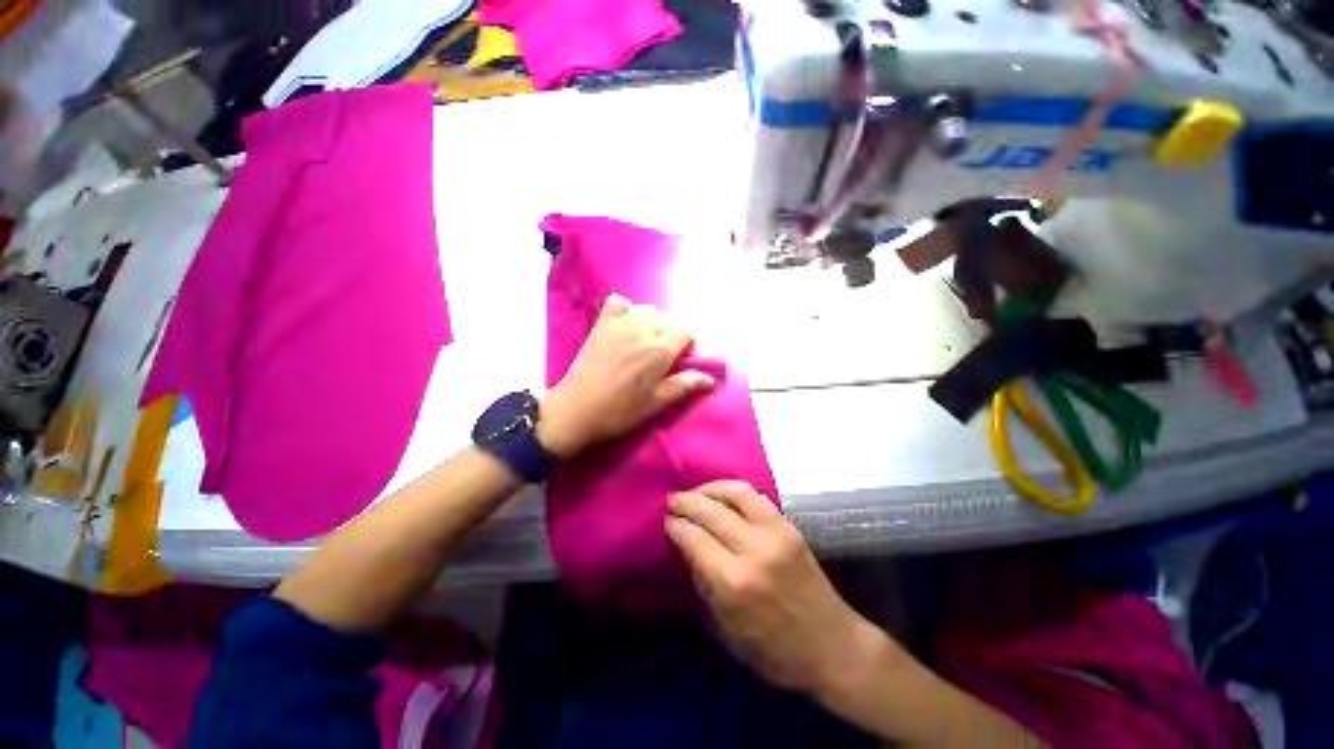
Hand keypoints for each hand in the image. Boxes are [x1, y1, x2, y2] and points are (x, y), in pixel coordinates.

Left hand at [539, 294, 715, 456]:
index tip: (679, 362)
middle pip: (667, 320)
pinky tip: (624, 326)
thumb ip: (685, 385)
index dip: (687, 346)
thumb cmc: (621, 410)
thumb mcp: (657, 402)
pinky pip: (618, 302)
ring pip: (646, 309)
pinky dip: (625, 309)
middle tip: (660, 358)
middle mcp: (642, 329)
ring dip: (651, 322)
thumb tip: (711, 379)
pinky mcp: (601, 324)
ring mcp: (619, 323)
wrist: (577, 409)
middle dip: (669, 335)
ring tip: (643, 342)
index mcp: (660, 349)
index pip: (686, 332)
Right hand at [665, 481, 896, 695]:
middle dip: (685, 502)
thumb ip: (703, 583)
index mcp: (734, 583)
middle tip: (671, 501)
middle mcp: (753, 550)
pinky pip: (755, 496)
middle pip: (710, 511)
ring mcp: (775, 533)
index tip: (666, 521)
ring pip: (734, 493)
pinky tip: (722, 496)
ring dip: (709, 489)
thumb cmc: (774, 651)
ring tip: (695, 494)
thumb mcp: (726, 629)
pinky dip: (733, 490)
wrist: (833, 645)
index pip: (694, 538)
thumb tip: (686, 546)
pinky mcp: (789, 526)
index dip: (675, 525)